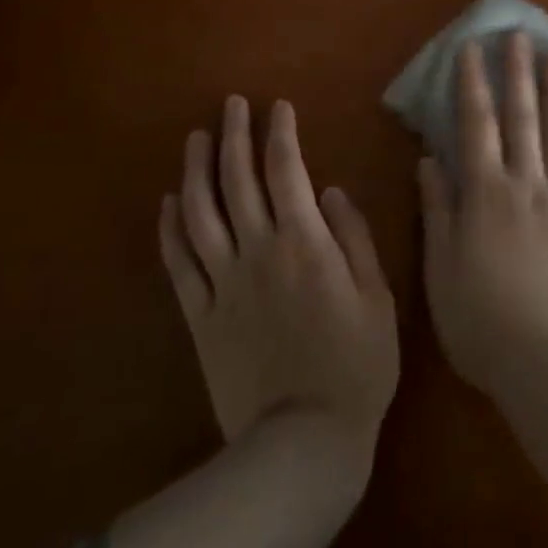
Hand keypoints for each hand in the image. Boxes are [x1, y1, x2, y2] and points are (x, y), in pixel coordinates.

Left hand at [159, 96, 398, 486]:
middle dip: (234, 135)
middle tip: (231, 104)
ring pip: (201, 213)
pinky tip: (169, 202)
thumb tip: (331, 191)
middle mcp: (258, 251)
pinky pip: (179, 264)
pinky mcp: (200, 316)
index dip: (280, 133)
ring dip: (196, 170)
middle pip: (238, 180)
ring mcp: (223, 282)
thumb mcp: (378, 297)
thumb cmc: (355, 366)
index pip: (286, 170)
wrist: (302, 442)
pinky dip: (171, 229)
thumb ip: (355, 238)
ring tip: (195, 138)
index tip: (277, 106)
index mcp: (304, 242)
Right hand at [417, 32, 547, 397]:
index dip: (473, 83)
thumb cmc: (481, 321)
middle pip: (524, 119)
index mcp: (487, 193)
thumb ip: (438, 209)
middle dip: (519, 73)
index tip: (472, 47)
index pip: (477, 125)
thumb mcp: (441, 268)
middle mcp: (528, 185)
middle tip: (520, 34)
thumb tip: (429, 159)